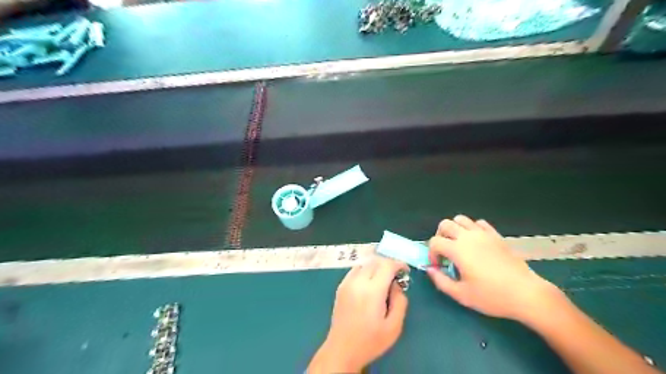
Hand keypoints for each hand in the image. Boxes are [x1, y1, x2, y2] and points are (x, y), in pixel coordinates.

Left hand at [308, 257, 411, 373]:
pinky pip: (355, 270)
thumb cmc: (370, 341)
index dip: (399, 264)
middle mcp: (358, 282)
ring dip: (376, 266)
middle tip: (396, 276)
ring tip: (383, 279)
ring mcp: (347, 283)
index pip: (387, 265)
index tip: (405, 271)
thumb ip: (400, 301)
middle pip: (375, 261)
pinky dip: (365, 270)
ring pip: (364, 263)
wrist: (342, 349)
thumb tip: (397, 285)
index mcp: (372, 291)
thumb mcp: (394, 326)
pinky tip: (369, 283)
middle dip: (388, 264)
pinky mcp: (341, 286)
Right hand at [424, 215, 558, 322]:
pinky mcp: (496, 235)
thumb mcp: (461, 295)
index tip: (438, 266)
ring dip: (454, 229)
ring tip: (458, 245)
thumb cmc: (492, 296)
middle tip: (445, 252)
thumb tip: (430, 270)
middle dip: (439, 236)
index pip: (435, 242)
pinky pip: (479, 223)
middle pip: (445, 224)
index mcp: (457, 250)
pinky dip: (472, 228)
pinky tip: (476, 243)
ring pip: (461, 219)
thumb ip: (441, 281)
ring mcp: (483, 234)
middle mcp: (468, 237)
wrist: (526, 294)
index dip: (432, 253)